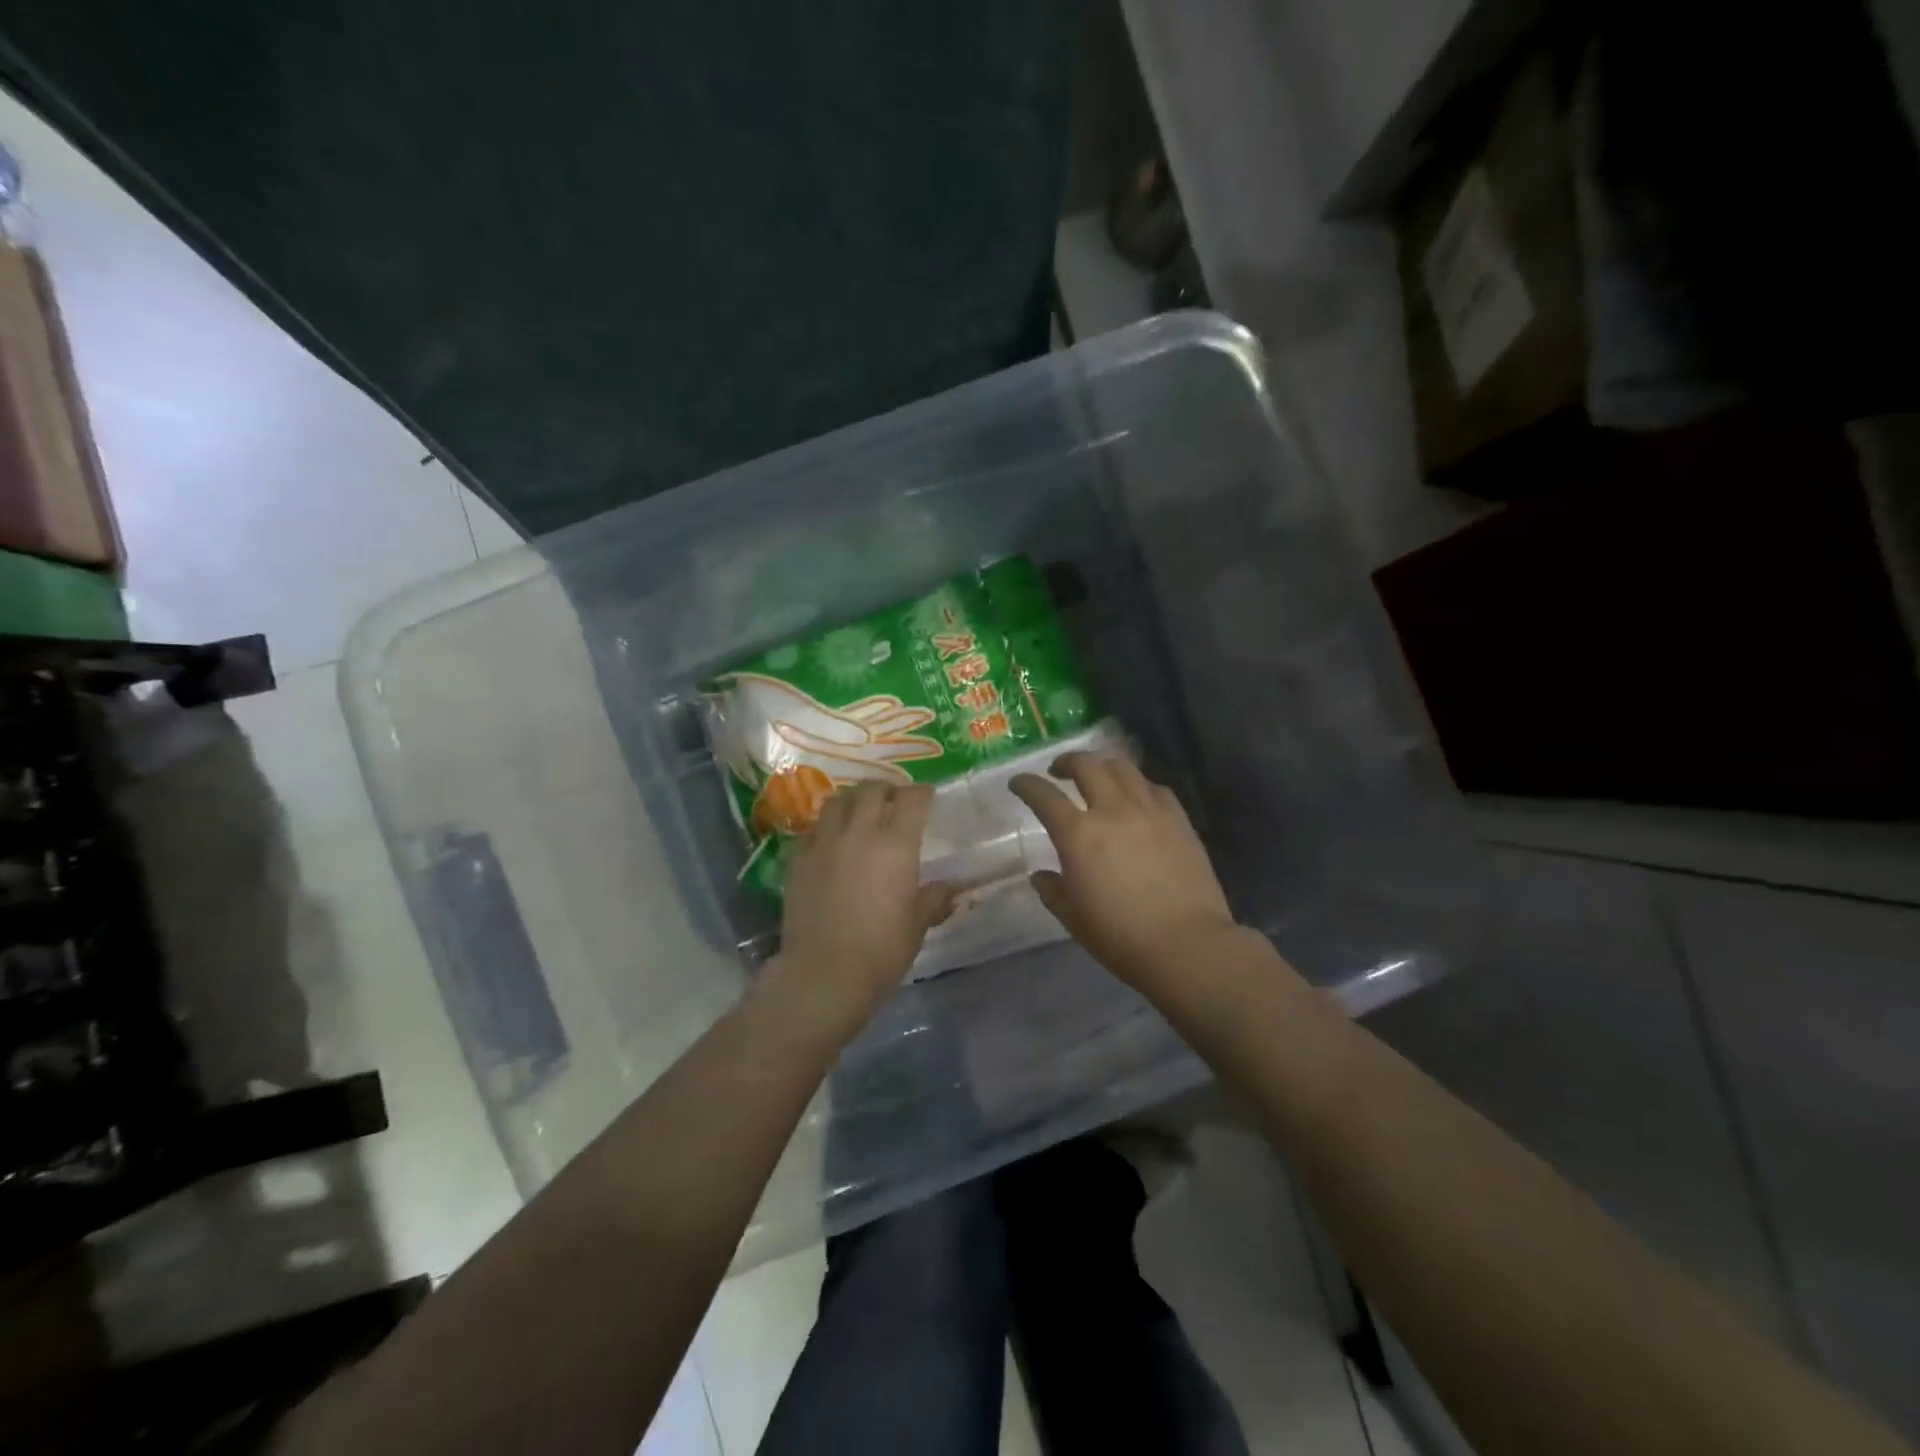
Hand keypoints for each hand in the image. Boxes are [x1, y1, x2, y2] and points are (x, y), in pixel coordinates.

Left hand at [774, 781, 954, 1035]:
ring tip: (860, 814)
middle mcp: (859, 833)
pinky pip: (813, 829)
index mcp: (896, 845)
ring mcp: (824, 843)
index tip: (927, 797)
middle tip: (894, 801)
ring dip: (853, 801)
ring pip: (837, 801)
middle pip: (872, 790)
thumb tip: (950, 888)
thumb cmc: (881, 951)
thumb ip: (934, 898)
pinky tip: (832, 842)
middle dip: (887, 789)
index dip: (922, 793)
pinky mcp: (798, 860)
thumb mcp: (917, 925)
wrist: (823, 975)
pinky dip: (827, 827)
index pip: (912, 799)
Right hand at [1011, 753, 1237, 989]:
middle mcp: (1112, 810)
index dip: (1026, 784)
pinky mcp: (1179, 819)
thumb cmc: (1120, 936)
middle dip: (1067, 762)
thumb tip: (1042, 876)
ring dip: (1103, 766)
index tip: (1018, 782)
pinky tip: (1137, 797)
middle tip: (1058, 771)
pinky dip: (1138, 785)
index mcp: (1078, 834)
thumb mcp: (1073, 918)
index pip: (1044, 796)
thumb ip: (1053, 891)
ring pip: (1123, 767)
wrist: (1186, 944)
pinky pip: (1154, 788)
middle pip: (1086, 766)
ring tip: (1098, 776)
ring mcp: (1149, 810)